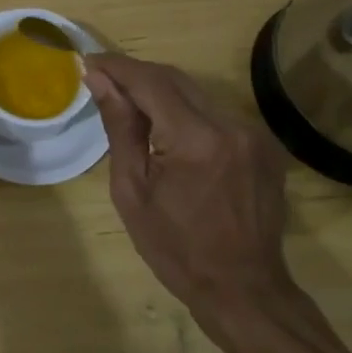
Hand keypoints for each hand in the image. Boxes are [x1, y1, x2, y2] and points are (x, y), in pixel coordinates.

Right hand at [83, 53, 294, 331]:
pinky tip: (167, 129)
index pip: (150, 81)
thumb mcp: (133, 191)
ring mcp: (253, 133)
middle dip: (136, 74)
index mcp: (196, 139)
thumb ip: (119, 127)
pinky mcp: (264, 144)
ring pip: (196, 92)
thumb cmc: (177, 249)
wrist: (244, 290)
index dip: (117, 66)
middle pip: (175, 79)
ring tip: (129, 106)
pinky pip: (215, 112)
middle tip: (102, 80)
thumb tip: (98, 79)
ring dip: (160, 92)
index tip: (88, 61)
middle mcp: (230, 125)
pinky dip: (186, 111)